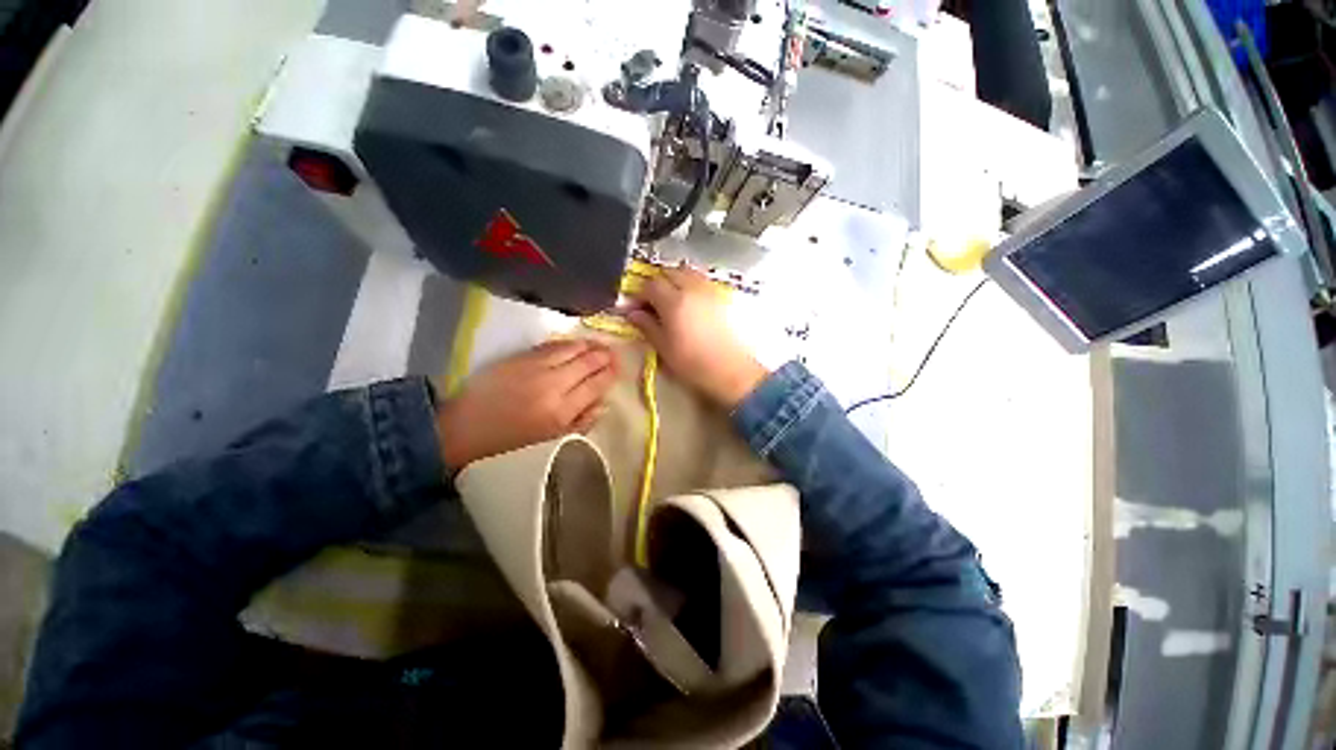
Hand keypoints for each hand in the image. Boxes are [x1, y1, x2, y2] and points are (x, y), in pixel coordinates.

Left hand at [436, 340, 617, 469]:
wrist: (467, 425)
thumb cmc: (512, 438)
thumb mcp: (552, 437)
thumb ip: (582, 421)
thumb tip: (604, 403)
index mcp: (561, 411)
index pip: (596, 384)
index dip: (611, 373)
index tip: (618, 368)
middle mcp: (553, 384)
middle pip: (588, 363)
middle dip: (604, 356)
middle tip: (613, 353)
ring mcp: (536, 367)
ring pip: (572, 348)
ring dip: (590, 345)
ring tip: (599, 345)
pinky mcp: (521, 357)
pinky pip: (553, 345)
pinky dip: (569, 343)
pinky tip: (576, 343)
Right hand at [627, 265, 768, 407]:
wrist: (731, 371)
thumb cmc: (693, 363)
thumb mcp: (664, 348)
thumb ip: (647, 326)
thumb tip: (633, 313)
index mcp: (674, 302)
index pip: (650, 285)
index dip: (639, 294)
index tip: (635, 308)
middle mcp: (692, 289)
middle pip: (668, 272)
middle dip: (656, 283)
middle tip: (652, 302)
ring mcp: (709, 290)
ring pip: (687, 271)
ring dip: (674, 279)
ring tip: (670, 299)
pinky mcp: (722, 296)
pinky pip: (701, 279)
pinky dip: (690, 283)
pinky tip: (689, 302)